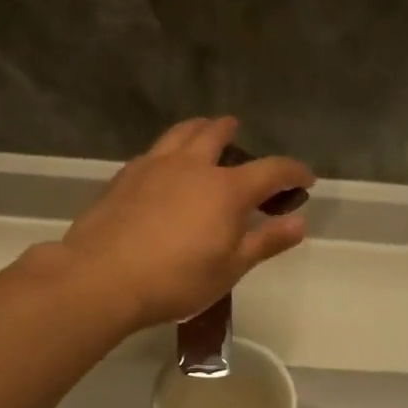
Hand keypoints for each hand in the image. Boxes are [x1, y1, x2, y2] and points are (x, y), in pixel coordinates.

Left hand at [54, 116, 312, 328]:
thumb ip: (266, 242)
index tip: (304, 179)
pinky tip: (163, 164)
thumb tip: (299, 222)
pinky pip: (153, 152)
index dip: (293, 172)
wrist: (103, 277)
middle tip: (237, 131)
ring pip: (180, 133)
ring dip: (197, 128)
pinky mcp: (124, 176)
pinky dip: (168, 150)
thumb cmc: (175, 280)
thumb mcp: (230, 268)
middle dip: (232, 131)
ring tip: (202, 130)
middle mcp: (192, 166)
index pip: (271, 170)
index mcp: (226, 189)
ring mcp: (153, 166)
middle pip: (216, 134)